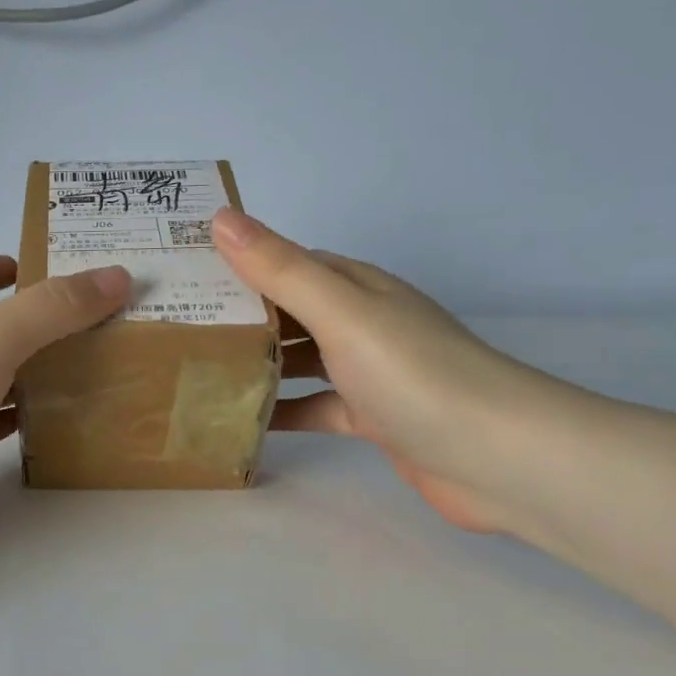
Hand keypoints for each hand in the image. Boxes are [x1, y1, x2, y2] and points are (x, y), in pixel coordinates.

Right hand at [212, 208, 558, 533]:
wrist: (498, 457)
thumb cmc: (414, 373)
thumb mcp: (341, 312)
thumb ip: (280, 269)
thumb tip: (220, 217)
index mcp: (356, 287)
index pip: (286, 263)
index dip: (237, 264)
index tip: (183, 275)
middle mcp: (362, 323)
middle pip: (289, 313)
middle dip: (239, 317)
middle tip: (177, 329)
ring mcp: (368, 372)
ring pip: (300, 360)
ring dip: (257, 363)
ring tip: (197, 374)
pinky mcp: (372, 418)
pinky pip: (314, 407)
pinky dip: (283, 411)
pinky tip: (244, 422)